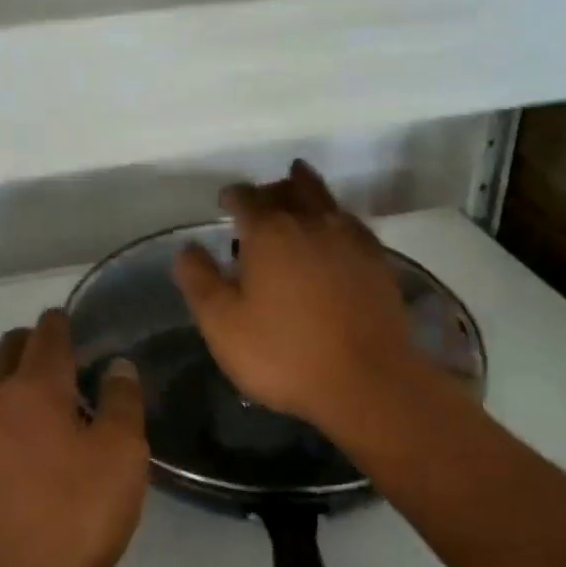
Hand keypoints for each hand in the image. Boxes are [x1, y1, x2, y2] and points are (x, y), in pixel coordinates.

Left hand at [0, 310, 147, 566]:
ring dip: (2, 390)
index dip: (59, 324)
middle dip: (27, 346)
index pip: (47, 335)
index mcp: (35, 389)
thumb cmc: (62, 522)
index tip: (66, 322)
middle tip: (51, 362)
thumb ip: (123, 405)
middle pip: (5, 352)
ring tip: (25, 415)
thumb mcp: (119, 463)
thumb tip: (118, 365)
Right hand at [172, 160, 440, 443]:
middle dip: (269, 189)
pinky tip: (335, 227)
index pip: (246, 198)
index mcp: (269, 233)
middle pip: (288, 189)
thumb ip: (200, 281)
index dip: (232, 196)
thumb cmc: (285, 354)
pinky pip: (352, 222)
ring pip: (324, 199)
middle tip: (259, 197)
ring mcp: (349, 239)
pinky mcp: (377, 261)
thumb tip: (188, 247)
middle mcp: (310, 223)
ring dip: (306, 190)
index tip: (224, 202)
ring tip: (297, 184)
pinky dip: (336, 216)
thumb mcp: (223, 325)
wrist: (368, 382)